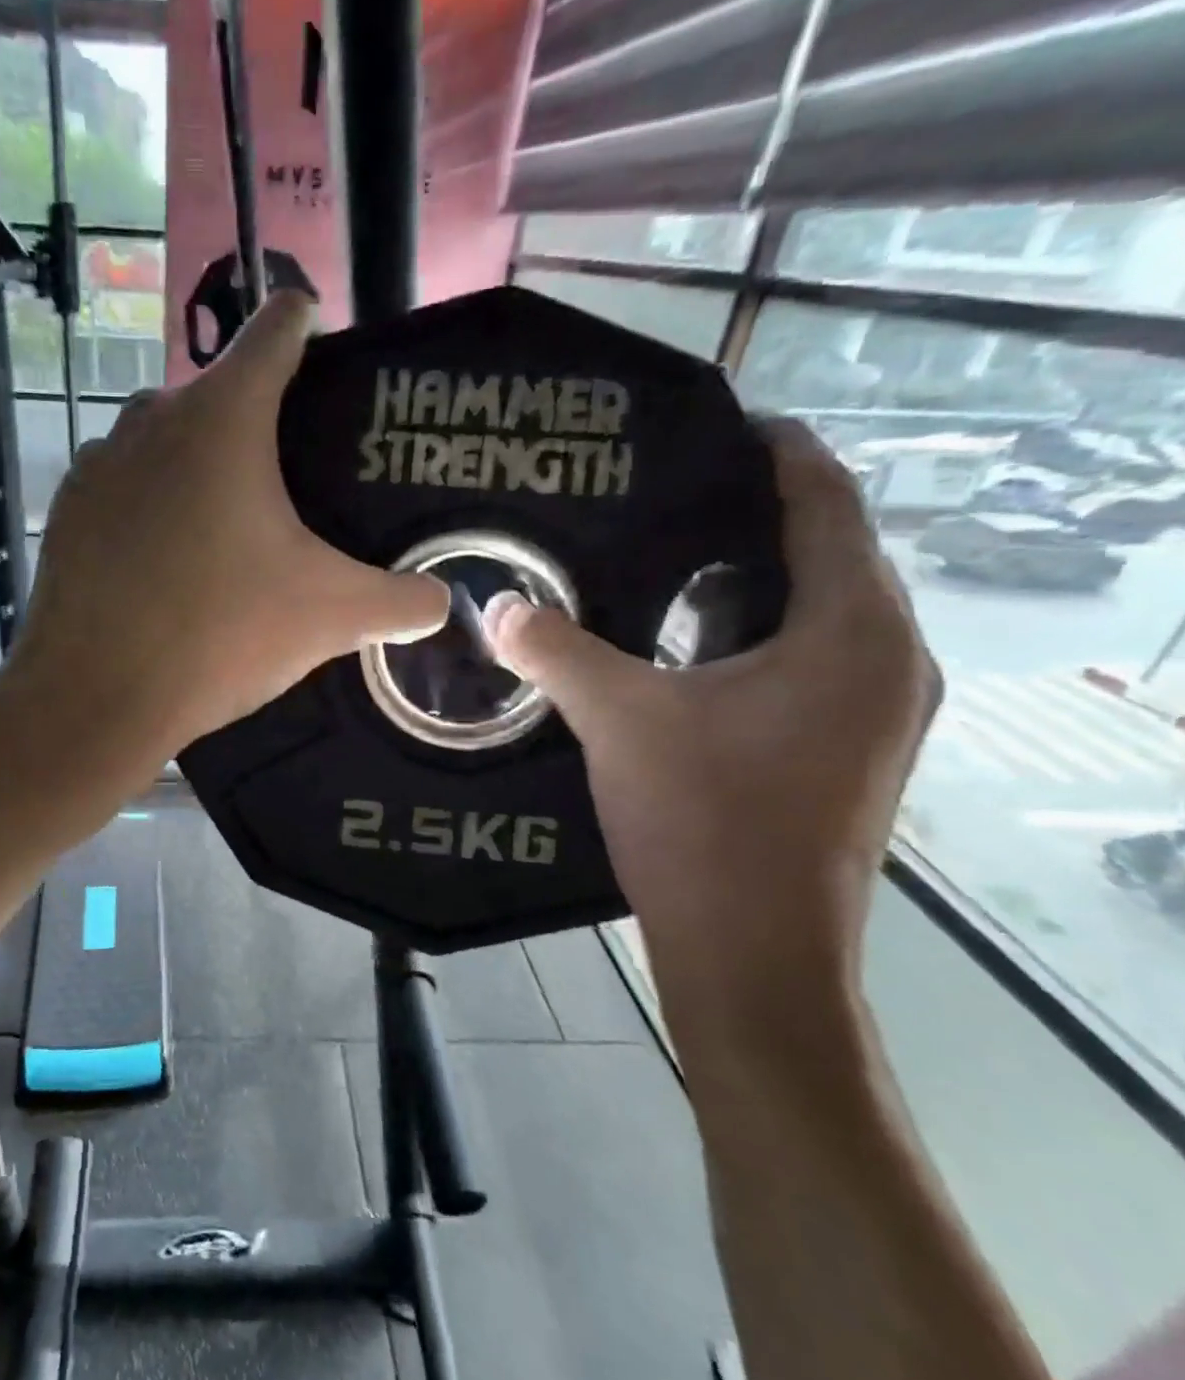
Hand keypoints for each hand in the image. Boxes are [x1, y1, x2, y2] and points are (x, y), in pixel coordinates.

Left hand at [5, 291, 449, 779]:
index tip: (328, 356)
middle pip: (219, 392)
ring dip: (197, 467)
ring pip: (163, 441)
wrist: (96, 696)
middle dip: (257, 423)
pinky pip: (122, 487)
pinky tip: (167, 563)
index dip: (309, 327)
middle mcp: (152, 418)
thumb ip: (400, 601)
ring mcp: (98, 463)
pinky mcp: (66, 510)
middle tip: (292, 483)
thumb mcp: (329, 616)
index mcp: (224, 417)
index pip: (278, 328)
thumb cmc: (218, 635)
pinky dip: (150, 507)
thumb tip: (439, 604)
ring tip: (227, 530)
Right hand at [486, 419, 940, 1019]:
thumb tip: (494, 605)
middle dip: (750, 512)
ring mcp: (872, 710)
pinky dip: (748, 629)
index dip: (776, 452)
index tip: (713, 423)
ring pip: (812, 609)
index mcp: (852, 633)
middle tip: (660, 489)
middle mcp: (886, 659)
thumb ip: (556, 651)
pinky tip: (680, 639)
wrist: (754, 956)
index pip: (827, 504)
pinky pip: (802, 656)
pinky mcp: (843, 747)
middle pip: (825, 552)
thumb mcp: (620, 722)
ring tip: (663, 552)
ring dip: (747, 576)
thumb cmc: (705, 826)